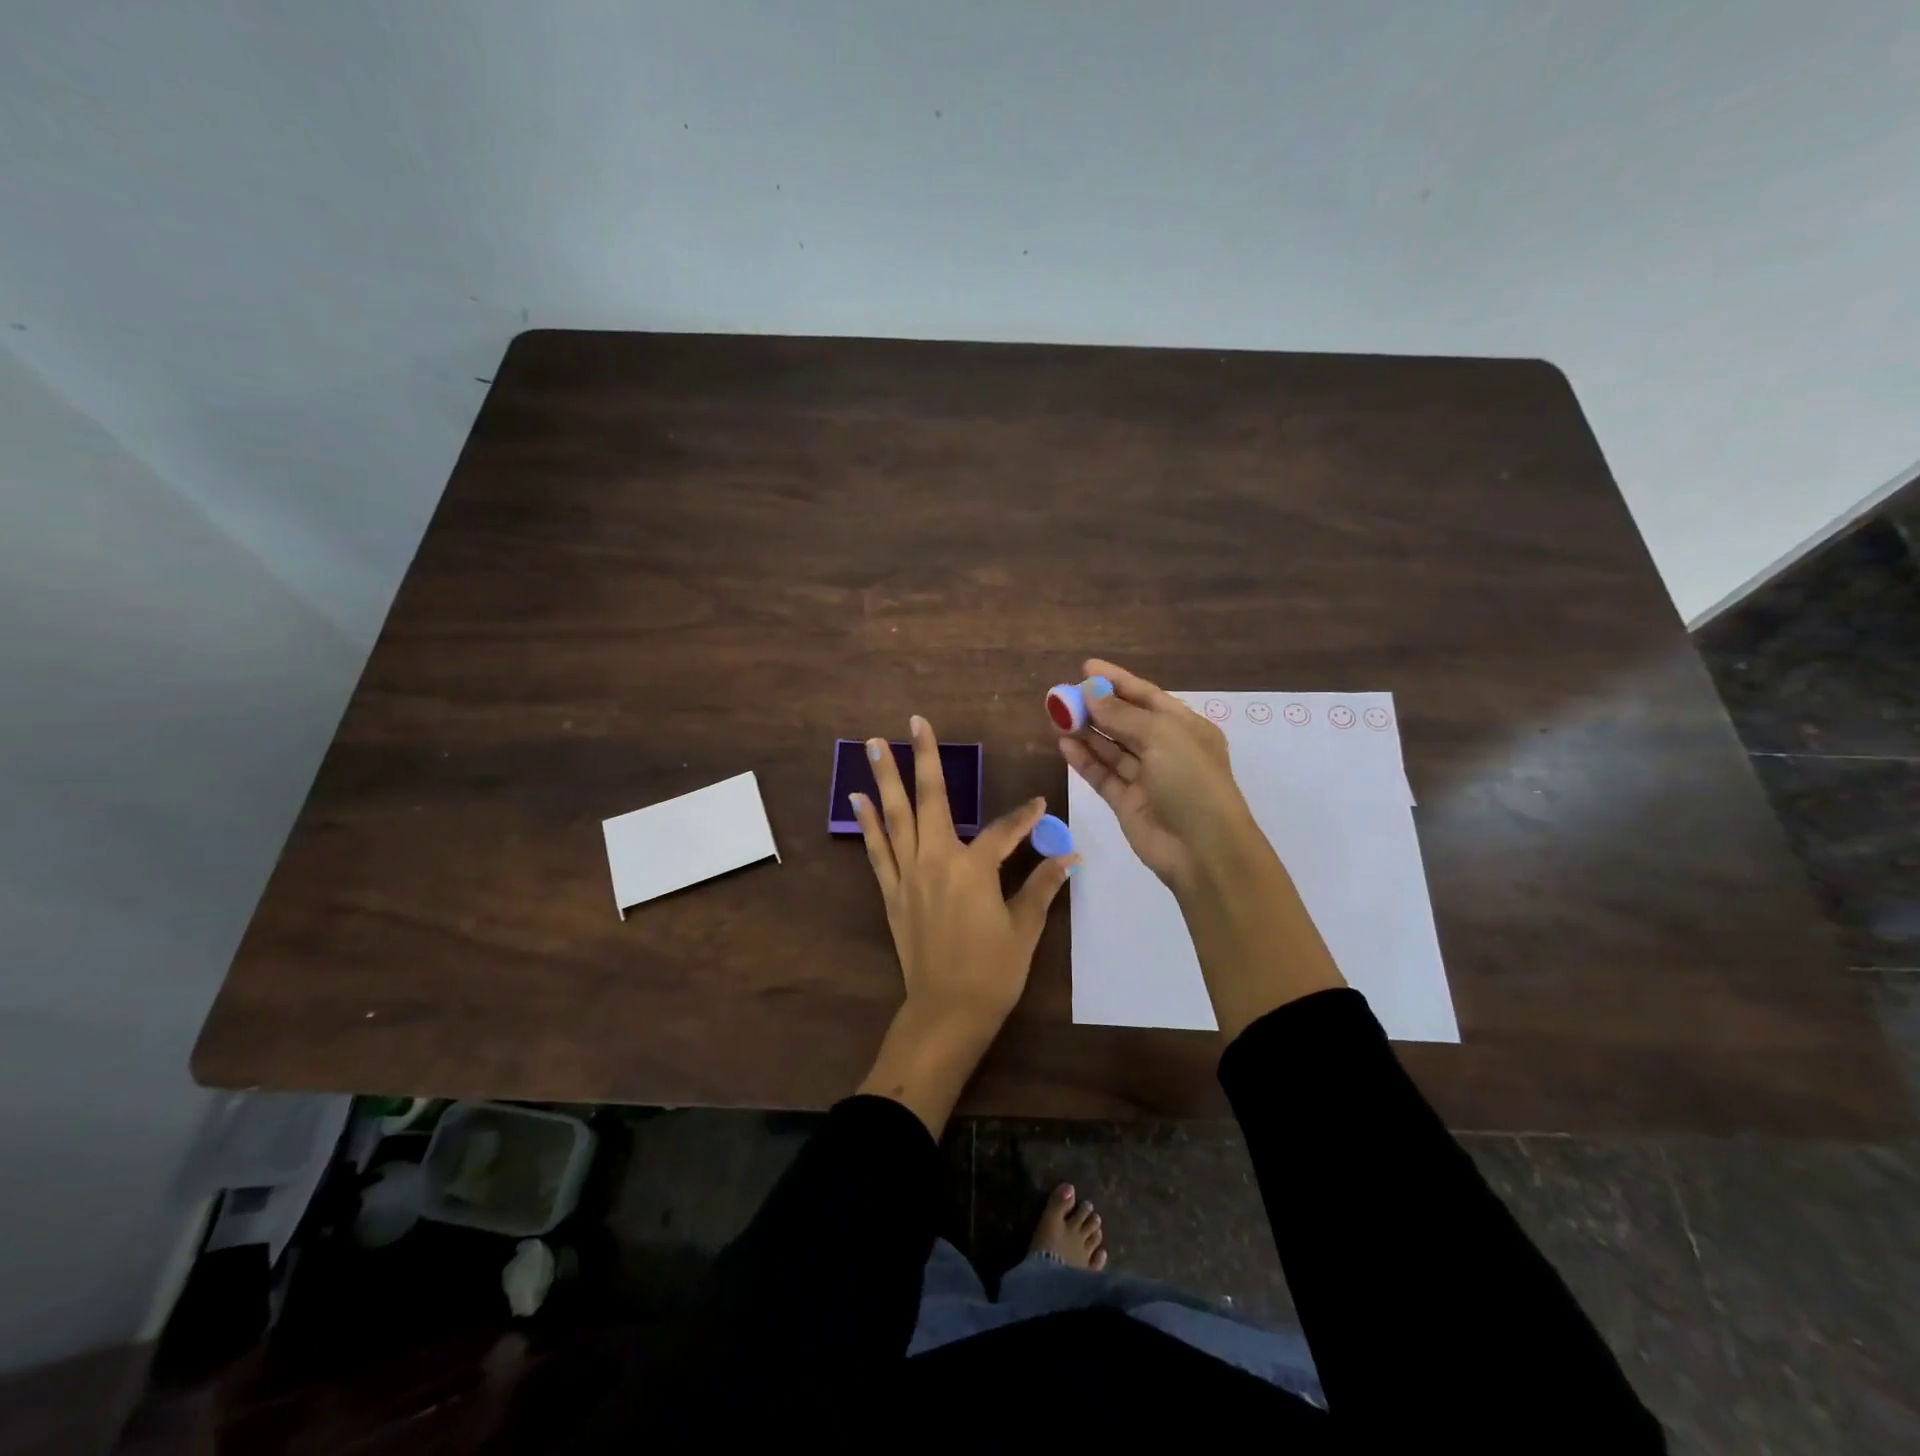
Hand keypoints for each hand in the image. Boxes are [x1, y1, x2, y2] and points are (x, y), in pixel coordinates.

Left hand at [851, 715, 1076, 1134]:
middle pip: (931, 799)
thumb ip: (1042, 886)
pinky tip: (858, 799)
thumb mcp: (1025, 929)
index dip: (1026, 817)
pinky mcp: (891, 893)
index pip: (1005, 830)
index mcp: (975, 869)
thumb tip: (1069, 857)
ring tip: (872, 744)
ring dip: (885, 778)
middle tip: (914, 722)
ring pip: (895, 816)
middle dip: (924, 758)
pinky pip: (876, 850)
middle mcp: (937, 860)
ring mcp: (908, 875)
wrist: (946, 1012)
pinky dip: (868, 823)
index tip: (1039, 805)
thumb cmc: (993, 971)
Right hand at [1056, 659, 1260, 891]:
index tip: (1085, 667)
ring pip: (1110, 748)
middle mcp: (1166, 749)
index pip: (1147, 696)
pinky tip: (1063, 743)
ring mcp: (1146, 777)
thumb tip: (1090, 692)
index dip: (1117, 681)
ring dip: (1085, 731)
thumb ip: (1121, 714)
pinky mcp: (1127, 802)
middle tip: (1061, 695)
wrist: (1203, 850)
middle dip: (1095, 707)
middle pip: (1125, 721)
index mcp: (1185, 727)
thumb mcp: (1161, 736)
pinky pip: (1102, 774)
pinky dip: (1084, 759)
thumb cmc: (1191, 781)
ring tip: (1056, 716)